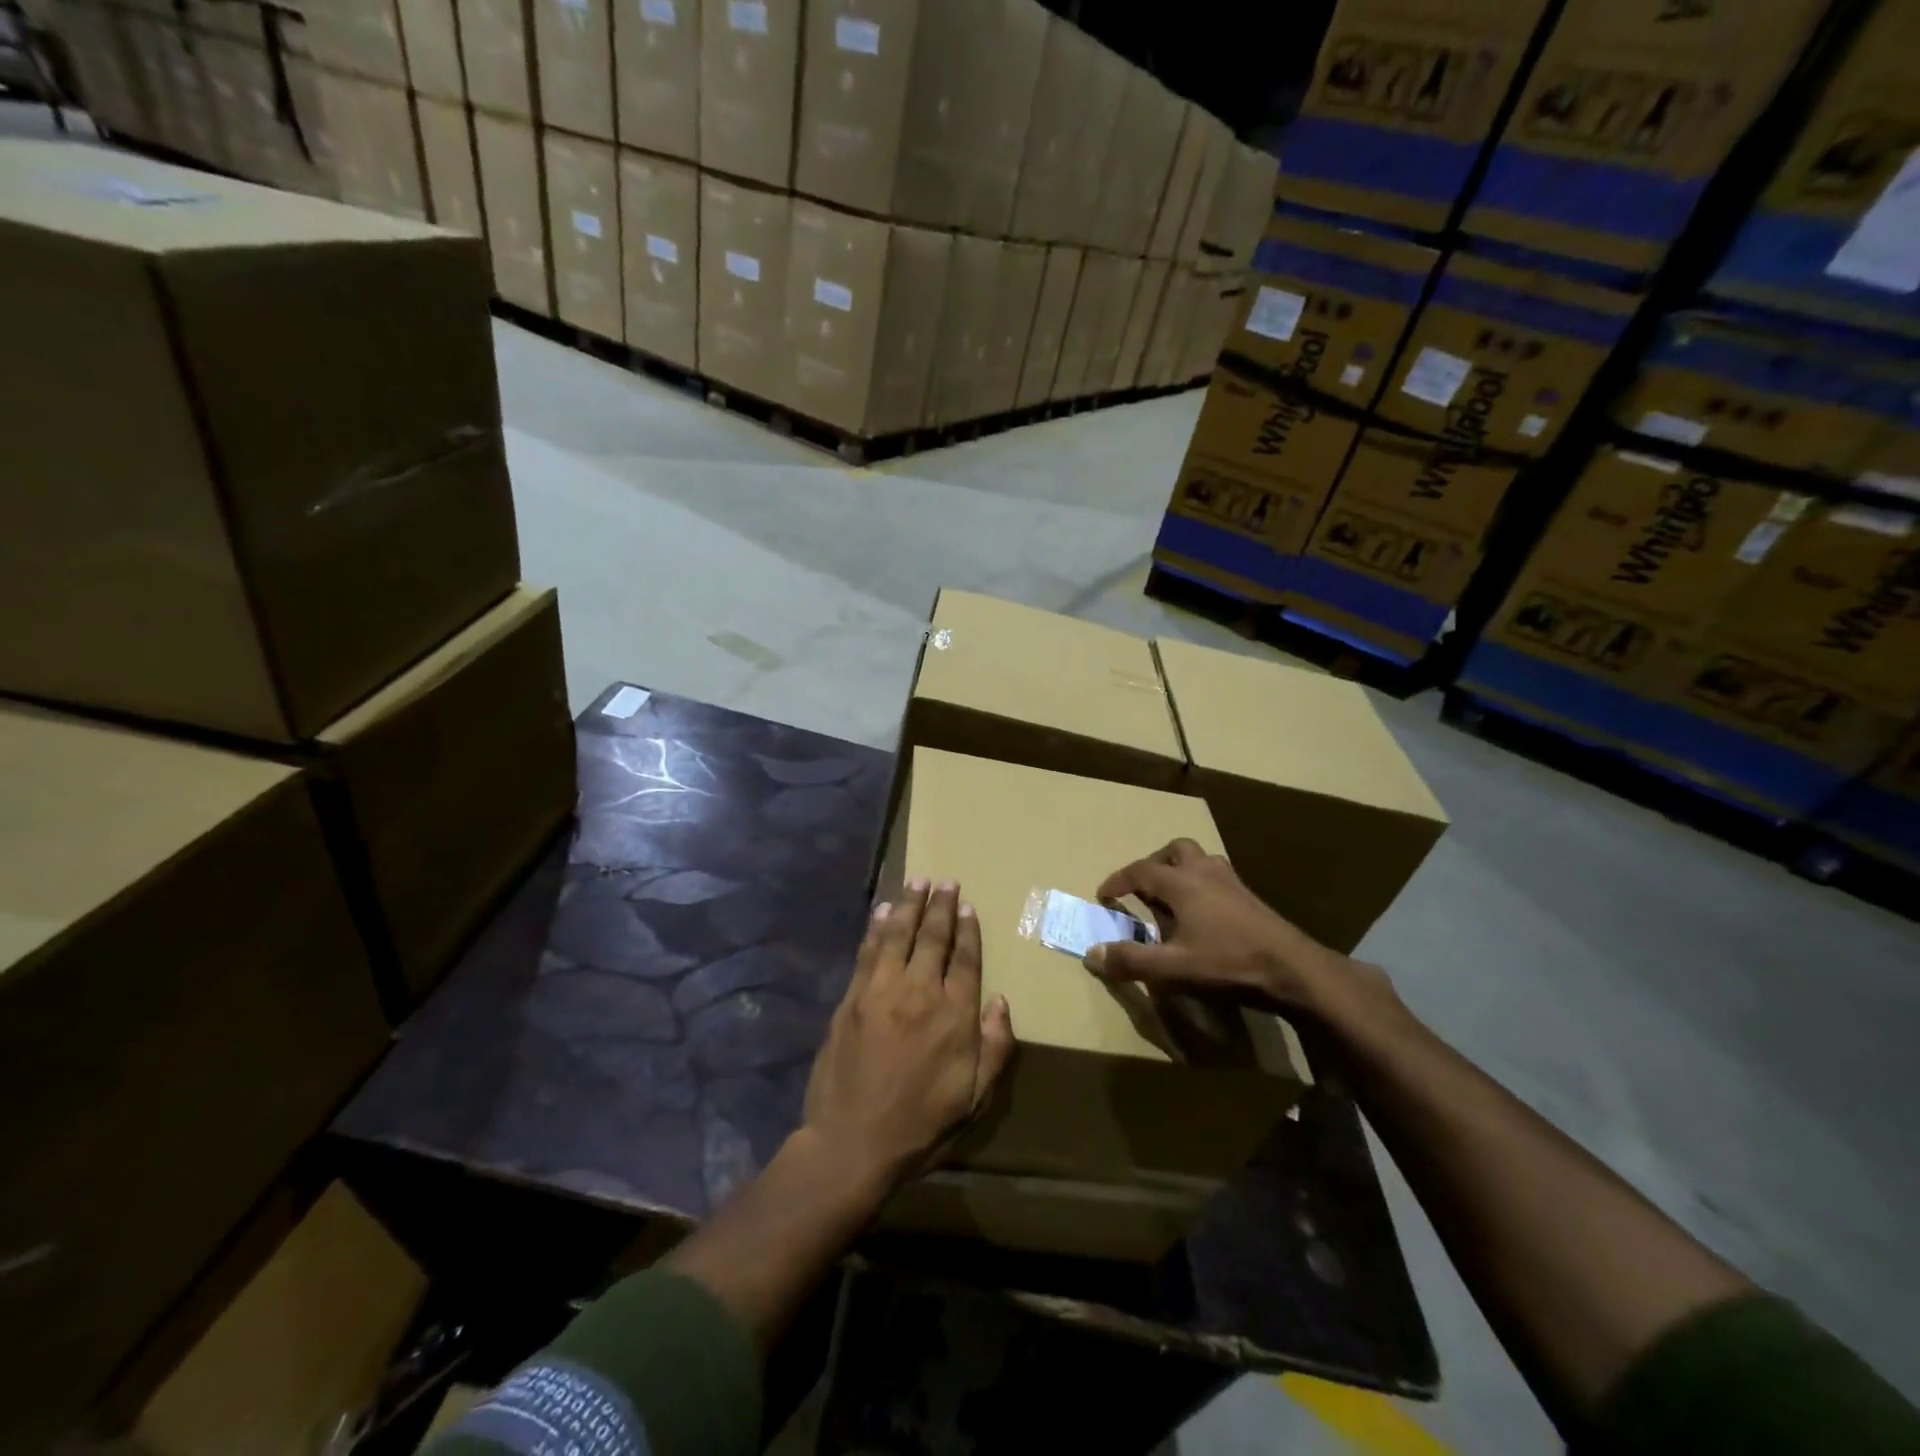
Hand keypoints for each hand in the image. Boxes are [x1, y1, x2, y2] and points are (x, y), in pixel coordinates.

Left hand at [802, 879, 1015, 1193]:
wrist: (853, 1142)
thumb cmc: (921, 1124)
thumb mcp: (975, 1098)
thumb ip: (995, 1047)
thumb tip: (1001, 1001)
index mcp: (954, 1015)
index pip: (965, 959)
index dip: (968, 930)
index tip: (969, 906)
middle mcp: (920, 992)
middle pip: (933, 938)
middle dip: (941, 906)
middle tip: (946, 881)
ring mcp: (881, 991)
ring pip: (898, 935)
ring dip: (910, 905)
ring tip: (917, 881)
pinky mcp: (852, 998)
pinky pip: (868, 952)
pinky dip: (876, 927)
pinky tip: (882, 910)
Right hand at [1084, 838, 1383, 1015]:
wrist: (1294, 969)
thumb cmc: (1229, 963)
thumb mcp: (1173, 968)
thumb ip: (1131, 961)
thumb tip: (1091, 954)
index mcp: (1182, 883)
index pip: (1140, 870)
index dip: (1118, 881)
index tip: (1104, 896)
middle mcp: (1205, 873)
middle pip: (1175, 850)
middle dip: (1154, 863)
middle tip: (1143, 888)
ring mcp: (1232, 882)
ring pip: (1200, 859)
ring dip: (1181, 869)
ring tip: (1172, 897)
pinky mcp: (1251, 898)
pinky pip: (1218, 876)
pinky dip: (1202, 884)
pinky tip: (1204, 914)